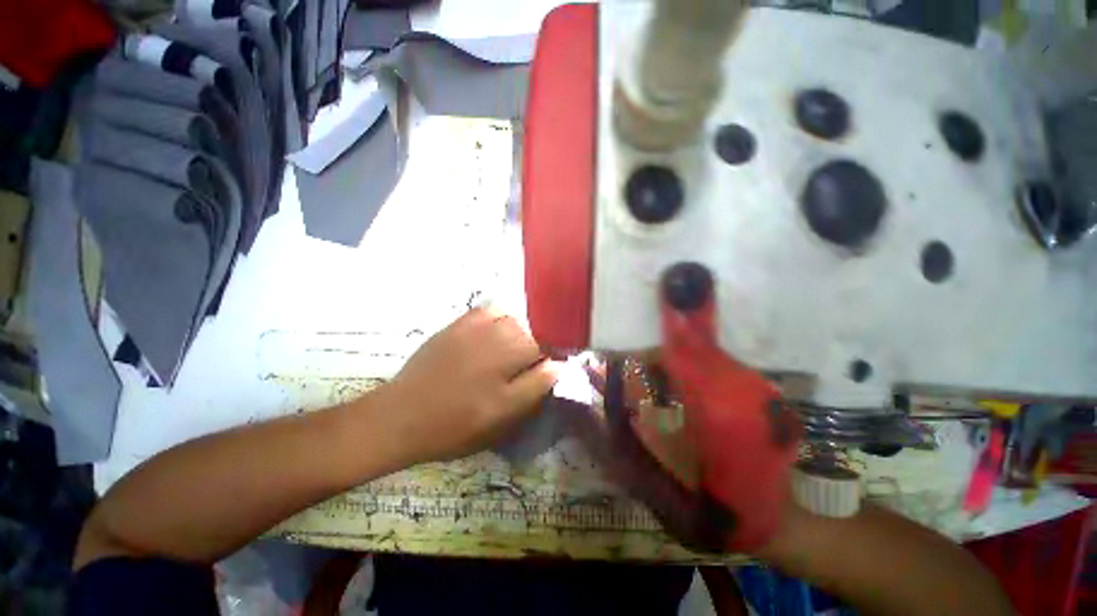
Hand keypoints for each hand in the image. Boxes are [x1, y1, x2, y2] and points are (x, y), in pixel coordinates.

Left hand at [377, 307, 560, 464]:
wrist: (402, 416)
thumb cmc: (456, 424)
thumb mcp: (501, 417)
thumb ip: (533, 387)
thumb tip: (556, 365)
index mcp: (508, 359)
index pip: (545, 345)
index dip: (551, 354)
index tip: (548, 367)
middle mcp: (495, 336)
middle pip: (530, 329)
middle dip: (535, 344)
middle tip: (526, 364)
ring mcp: (474, 327)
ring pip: (511, 318)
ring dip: (518, 331)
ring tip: (510, 349)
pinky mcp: (456, 325)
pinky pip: (486, 311)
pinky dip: (496, 317)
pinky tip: (493, 332)